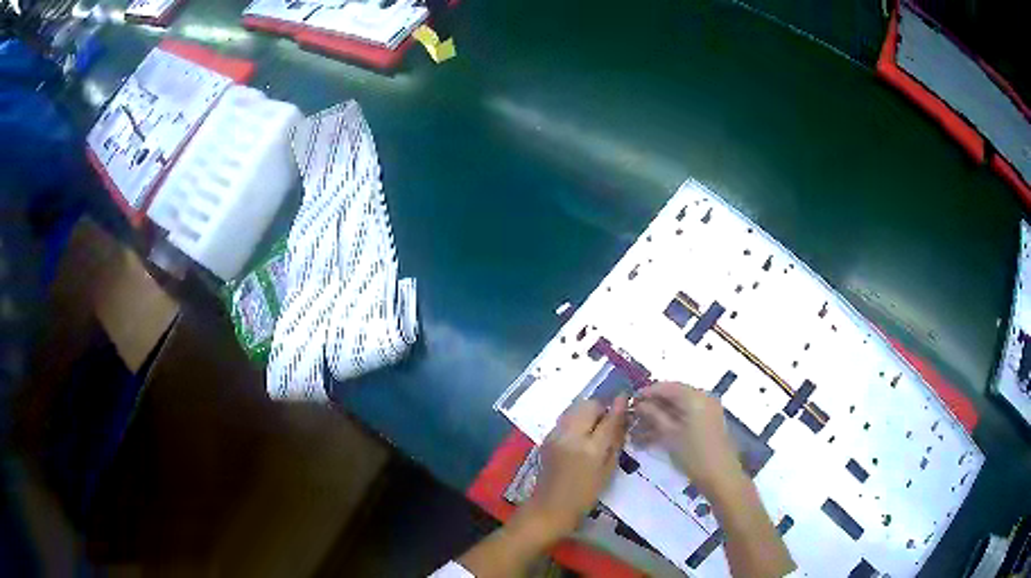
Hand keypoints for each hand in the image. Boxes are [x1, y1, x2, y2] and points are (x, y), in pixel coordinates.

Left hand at [518, 396, 628, 540]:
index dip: (618, 405)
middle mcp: (571, 436)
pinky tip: (582, 432)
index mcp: (590, 448)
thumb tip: (623, 420)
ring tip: (596, 424)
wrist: (549, 507)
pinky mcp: (547, 437)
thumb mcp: (608, 471)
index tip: (625, 395)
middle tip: (609, 418)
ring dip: (588, 410)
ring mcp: (556, 435)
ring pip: (575, 408)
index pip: (608, 418)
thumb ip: (615, 443)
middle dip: (601, 407)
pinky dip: (576, 418)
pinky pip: (565, 418)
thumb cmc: (584, 496)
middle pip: (588, 405)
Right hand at [631, 382, 744, 495]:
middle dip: (651, 408)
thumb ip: (653, 415)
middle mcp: (703, 399)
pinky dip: (669, 425)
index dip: (646, 393)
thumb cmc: (694, 454)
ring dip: (657, 419)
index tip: (629, 403)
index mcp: (695, 397)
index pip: (666, 387)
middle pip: (672, 397)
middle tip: (631, 419)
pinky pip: (685, 419)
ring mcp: (707, 412)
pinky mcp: (707, 425)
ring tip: (637, 433)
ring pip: (677, 410)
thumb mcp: (669, 435)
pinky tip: (651, 438)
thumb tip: (639, 403)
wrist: (721, 477)